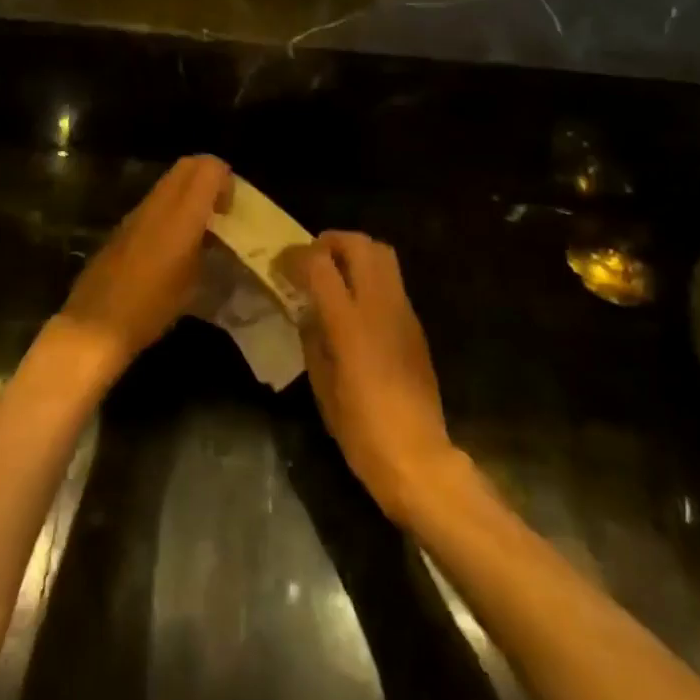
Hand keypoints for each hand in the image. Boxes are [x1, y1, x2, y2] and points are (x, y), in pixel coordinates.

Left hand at [56, 155, 231, 384]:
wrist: (95, 325)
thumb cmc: (151, 308)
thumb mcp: (193, 283)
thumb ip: (207, 248)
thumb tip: (214, 235)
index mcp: (181, 214)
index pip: (208, 167)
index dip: (225, 180)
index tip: (230, 210)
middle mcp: (158, 203)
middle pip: (188, 165)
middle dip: (208, 179)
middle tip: (219, 212)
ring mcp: (137, 212)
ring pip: (170, 182)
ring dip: (188, 194)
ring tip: (199, 230)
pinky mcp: (123, 225)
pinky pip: (154, 202)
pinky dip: (171, 209)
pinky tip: (173, 245)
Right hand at [288, 232, 456, 522]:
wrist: (418, 458)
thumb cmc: (361, 429)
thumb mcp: (322, 386)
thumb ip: (313, 339)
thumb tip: (307, 312)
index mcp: (350, 322)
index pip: (321, 264)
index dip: (297, 256)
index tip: (281, 264)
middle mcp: (380, 306)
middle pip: (360, 244)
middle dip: (332, 241)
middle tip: (312, 257)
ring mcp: (403, 312)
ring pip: (383, 254)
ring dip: (355, 252)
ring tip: (334, 272)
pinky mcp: (416, 324)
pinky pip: (392, 280)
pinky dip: (371, 274)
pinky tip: (356, 301)